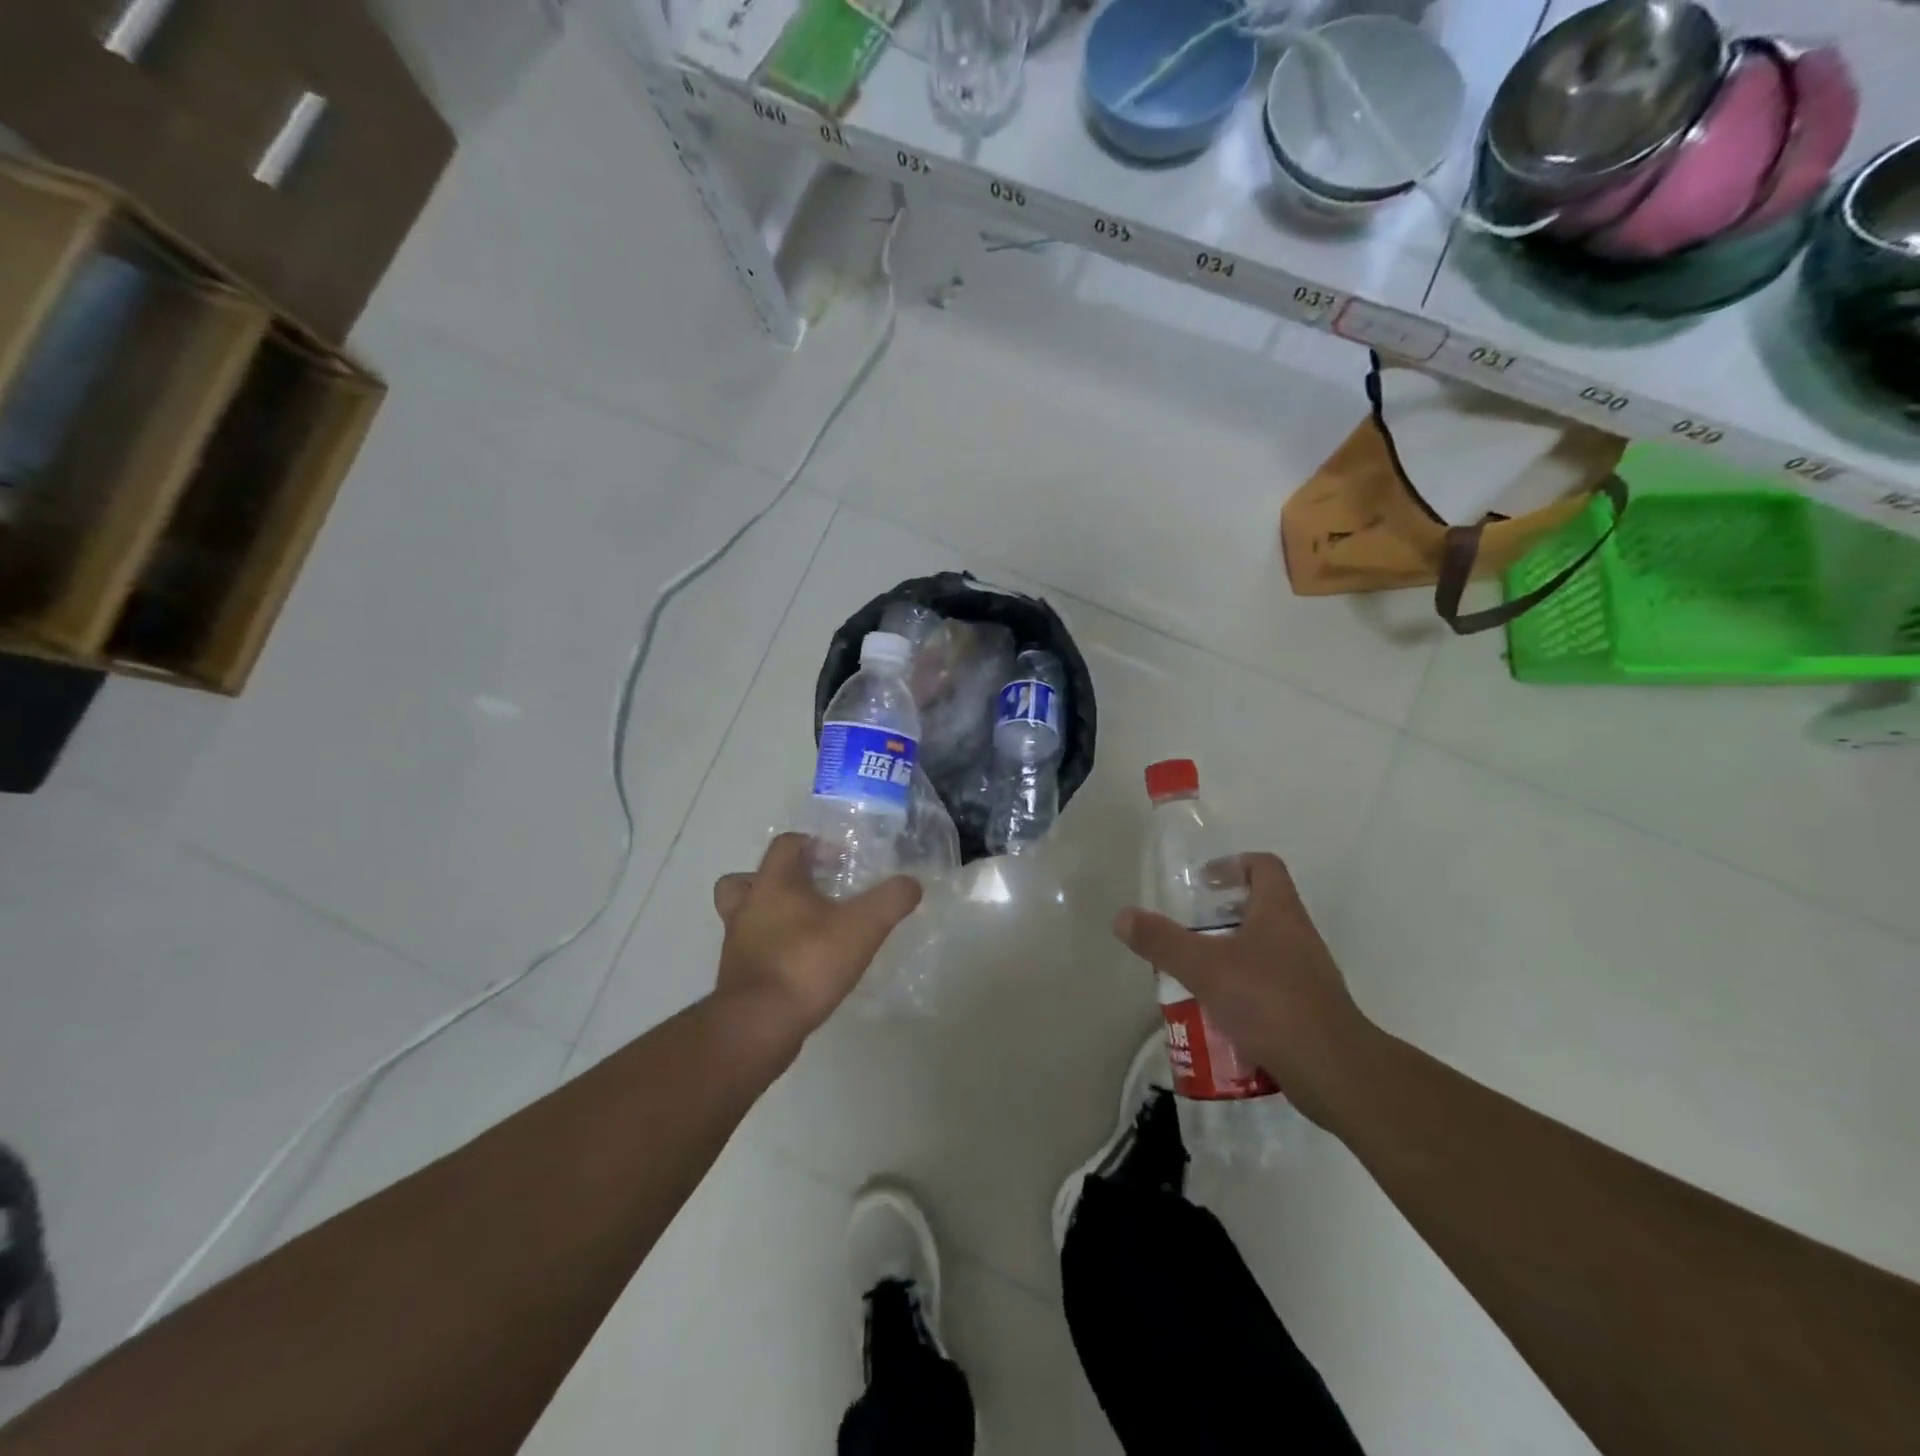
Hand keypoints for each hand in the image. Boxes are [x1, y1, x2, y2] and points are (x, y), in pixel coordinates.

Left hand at [711, 833, 922, 1043]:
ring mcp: (736, 945)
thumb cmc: (807, 964)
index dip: (812, 844)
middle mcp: (747, 908)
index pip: (785, 844)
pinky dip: (770, 951)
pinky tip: (801, 965)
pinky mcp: (737, 978)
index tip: (839, 861)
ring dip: (768, 915)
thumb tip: (911, 884)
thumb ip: (890, 900)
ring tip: (803, 928)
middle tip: (809, 892)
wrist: (759, 1026)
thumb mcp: (862, 927)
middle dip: (776, 880)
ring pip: (743, 916)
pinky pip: (750, 951)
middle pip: (746, 879)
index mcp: (773, 884)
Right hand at [1113, 852, 1374, 1126]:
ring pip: (1263, 951)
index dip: (1232, 865)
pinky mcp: (1308, 1010)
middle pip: (1261, 909)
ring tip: (1194, 975)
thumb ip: (1162, 941)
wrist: (1333, 1071)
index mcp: (1280, 912)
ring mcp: (1307, 975)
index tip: (1202, 883)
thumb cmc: (1270, 1002)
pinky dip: (1243, 993)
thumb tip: (1122, 916)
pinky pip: (1269, 988)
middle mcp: (1298, 936)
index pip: (1264, 866)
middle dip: (1221, 917)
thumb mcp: (1205, 968)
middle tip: (1187, 931)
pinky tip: (1217, 1015)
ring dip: (1230, 957)